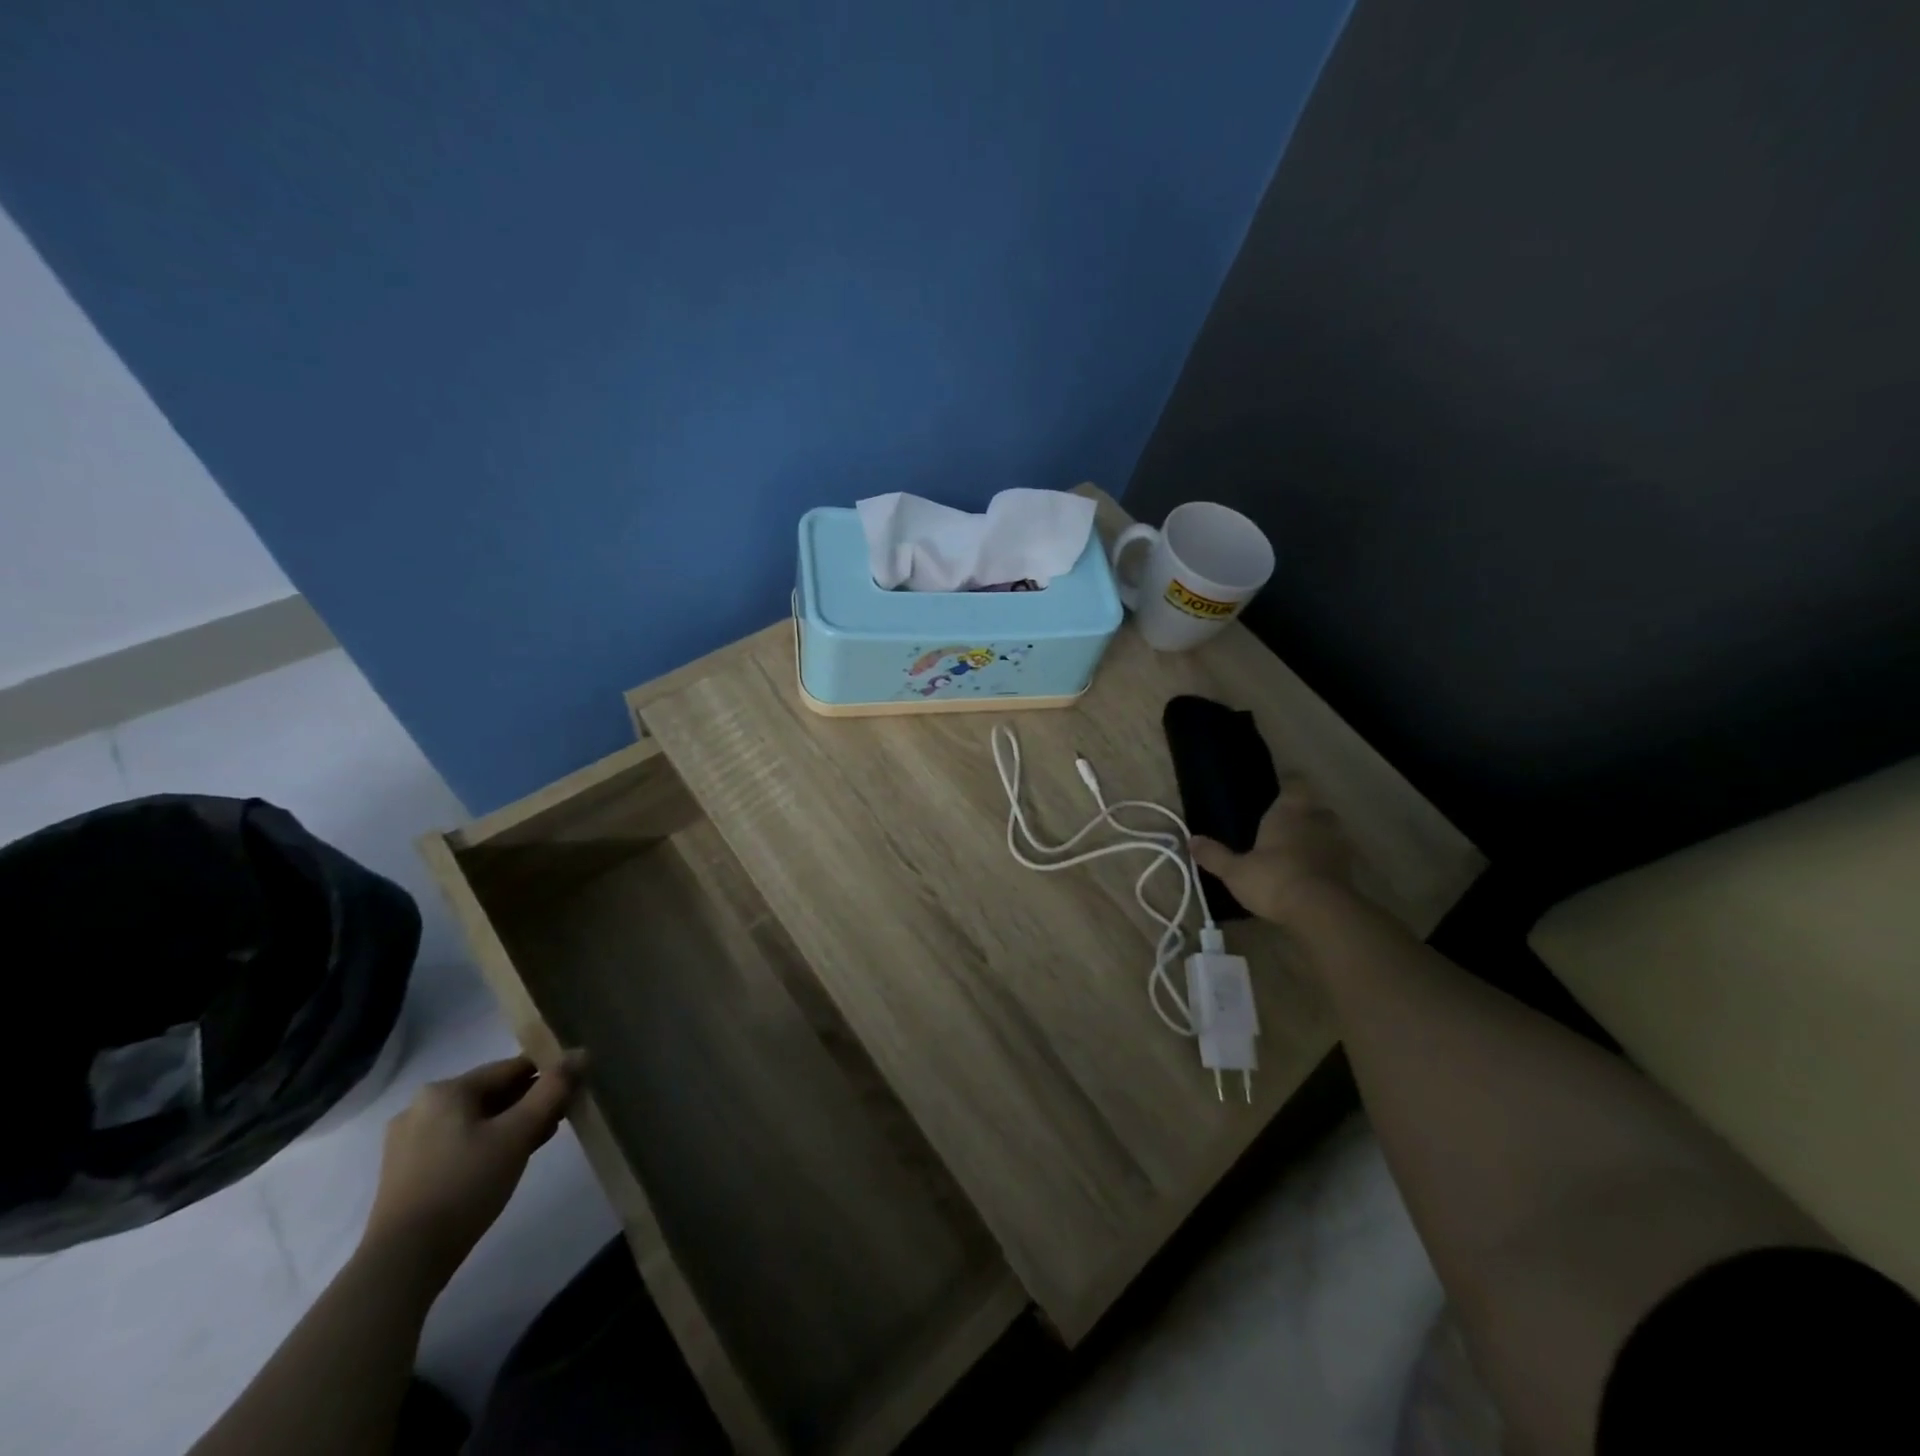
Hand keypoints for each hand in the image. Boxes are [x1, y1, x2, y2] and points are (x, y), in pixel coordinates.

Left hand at [361, 1055, 581, 1285]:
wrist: (403, 1262)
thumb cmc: (465, 1185)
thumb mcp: (518, 1133)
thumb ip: (553, 1089)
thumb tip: (581, 1053)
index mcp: (445, 1090)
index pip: (511, 1068)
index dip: (548, 1074)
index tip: (575, 1089)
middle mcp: (422, 1107)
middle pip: (493, 1093)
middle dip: (530, 1102)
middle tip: (563, 1117)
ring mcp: (409, 1142)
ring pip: (477, 1120)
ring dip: (512, 1124)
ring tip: (542, 1139)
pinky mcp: (407, 1172)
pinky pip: (459, 1142)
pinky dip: (487, 1144)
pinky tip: (507, 1160)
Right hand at [1190, 780, 1354, 924]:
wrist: (1321, 912)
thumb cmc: (1273, 880)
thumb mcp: (1234, 871)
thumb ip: (1214, 855)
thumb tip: (1191, 840)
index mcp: (1289, 812)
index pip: (1295, 784)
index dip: (1289, 785)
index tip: (1280, 790)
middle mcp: (1316, 821)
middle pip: (1315, 808)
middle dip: (1304, 815)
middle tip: (1285, 827)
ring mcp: (1337, 845)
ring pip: (1329, 832)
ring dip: (1317, 839)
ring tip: (1298, 853)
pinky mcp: (1350, 870)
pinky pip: (1336, 857)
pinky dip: (1326, 862)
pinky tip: (1311, 875)